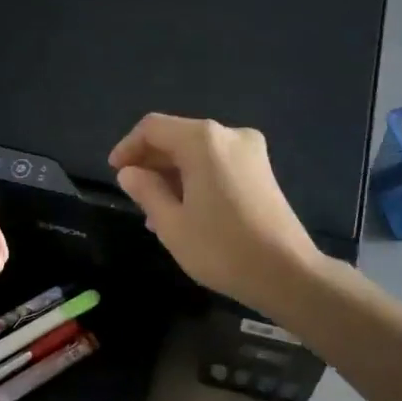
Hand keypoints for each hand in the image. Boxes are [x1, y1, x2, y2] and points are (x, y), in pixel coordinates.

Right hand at [109, 114, 320, 310]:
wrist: (286, 273)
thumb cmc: (221, 248)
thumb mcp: (171, 223)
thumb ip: (146, 191)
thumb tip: (129, 172)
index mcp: (204, 140)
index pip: (153, 128)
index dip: (128, 147)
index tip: (114, 173)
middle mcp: (229, 135)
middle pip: (178, 136)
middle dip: (151, 162)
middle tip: (132, 194)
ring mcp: (251, 152)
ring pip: (198, 152)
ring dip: (172, 173)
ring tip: (154, 210)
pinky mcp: (262, 171)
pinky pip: (217, 164)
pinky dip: (196, 178)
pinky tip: (184, 209)